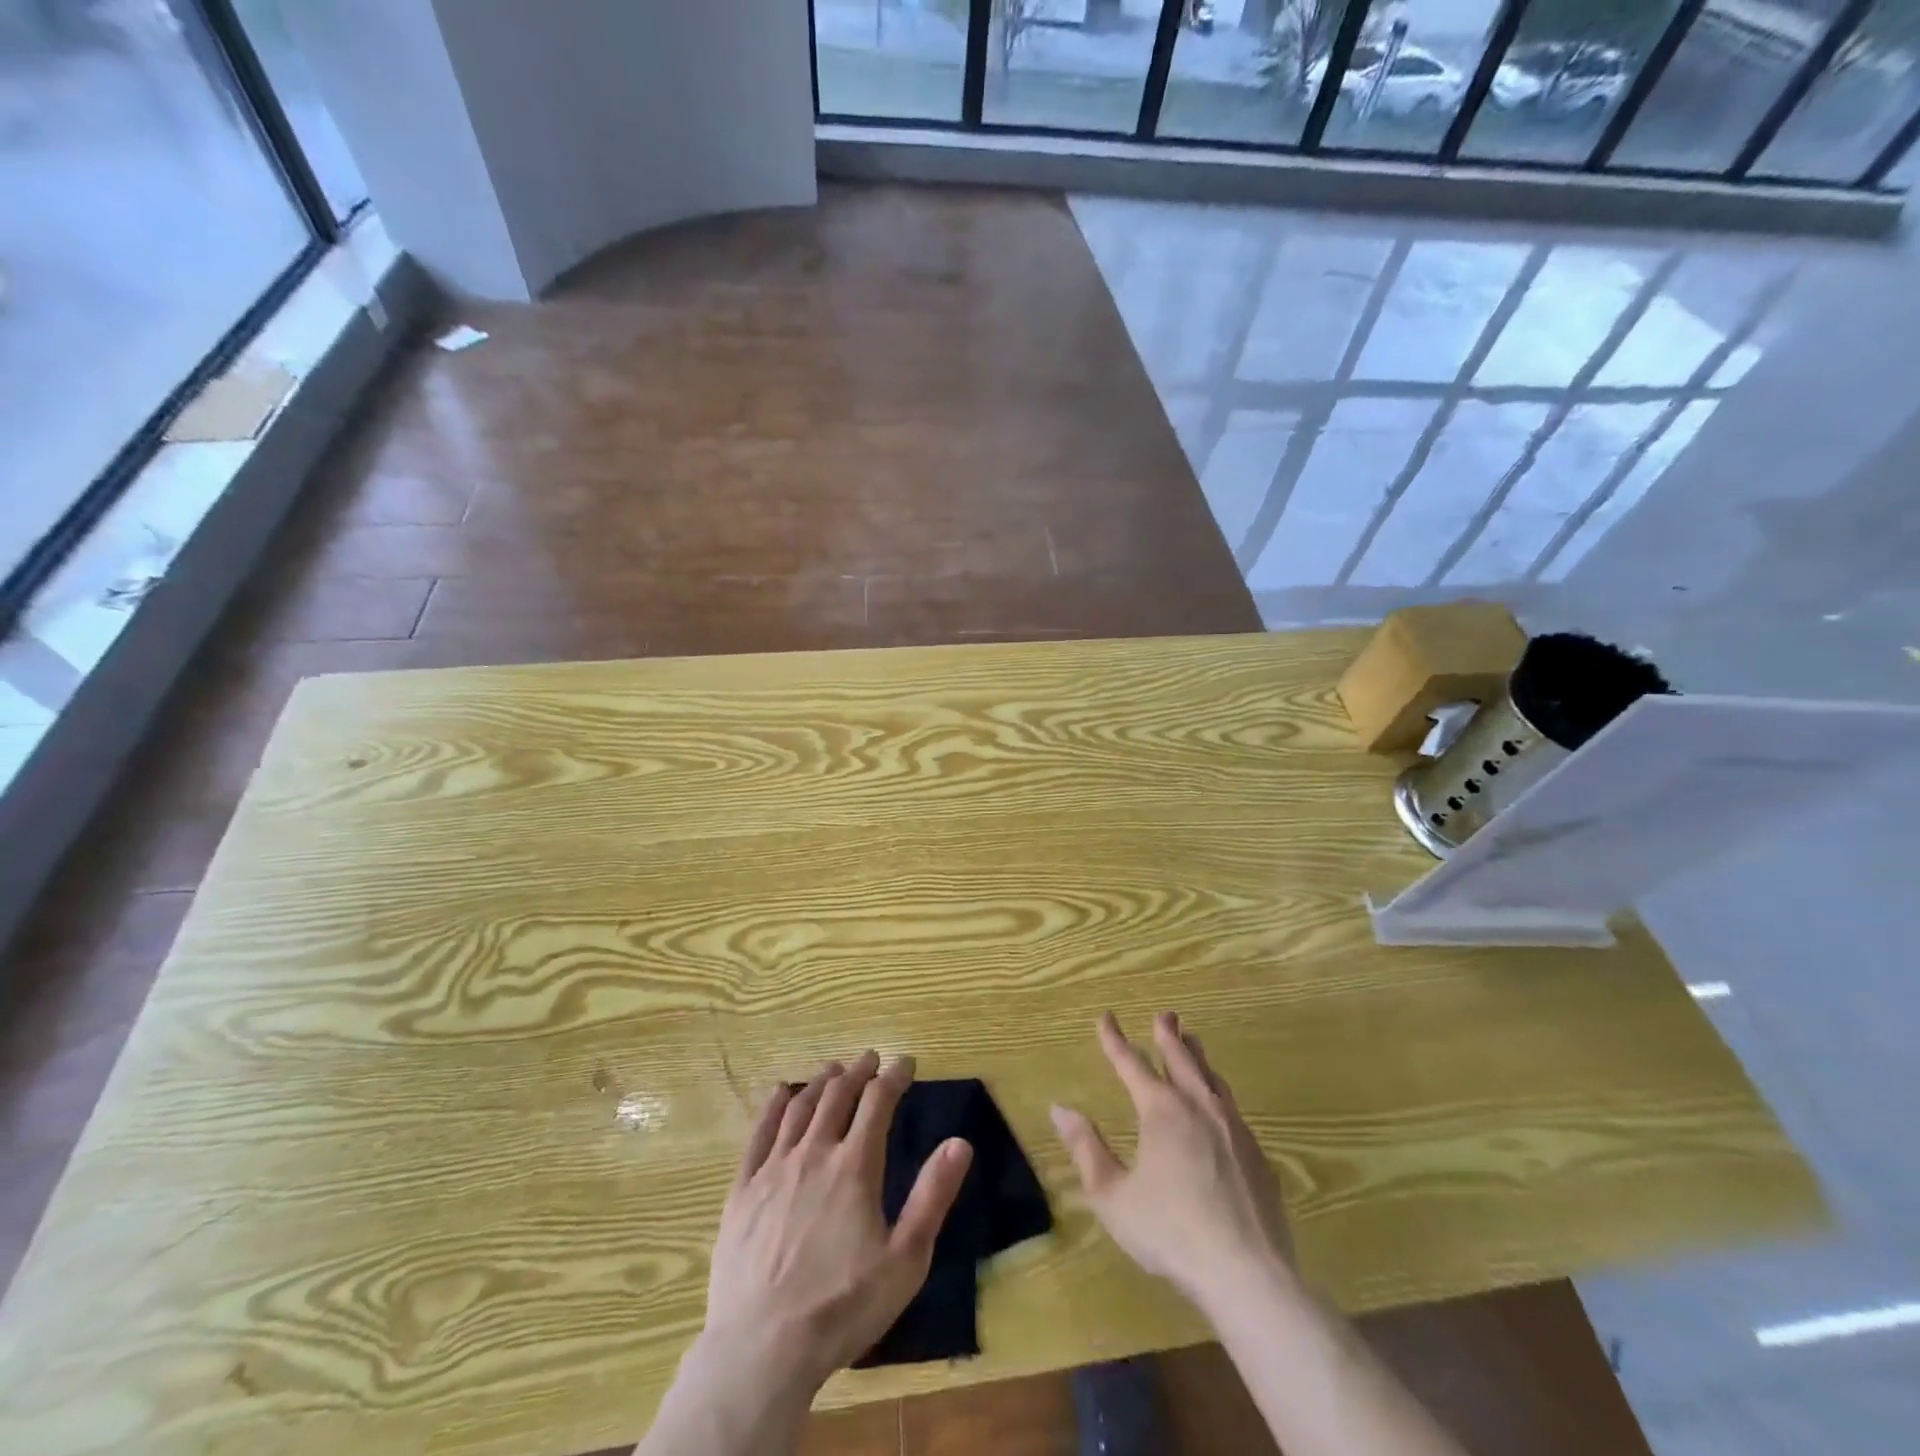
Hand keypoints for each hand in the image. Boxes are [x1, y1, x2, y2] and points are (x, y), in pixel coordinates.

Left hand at [703, 1050, 973, 1391]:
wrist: (762, 1349)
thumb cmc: (843, 1306)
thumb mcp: (905, 1259)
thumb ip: (933, 1196)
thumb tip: (960, 1142)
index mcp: (855, 1166)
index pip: (878, 1102)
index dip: (894, 1076)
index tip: (905, 1062)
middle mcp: (814, 1153)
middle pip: (838, 1096)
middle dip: (858, 1071)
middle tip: (870, 1058)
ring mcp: (774, 1169)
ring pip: (800, 1108)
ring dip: (820, 1082)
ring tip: (833, 1069)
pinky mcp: (742, 1190)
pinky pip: (759, 1134)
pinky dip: (774, 1107)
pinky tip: (781, 1093)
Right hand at [1050, 1011, 1292, 1314]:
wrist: (1247, 1274)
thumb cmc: (1170, 1232)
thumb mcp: (1113, 1196)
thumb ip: (1086, 1149)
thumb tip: (1060, 1109)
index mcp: (1161, 1110)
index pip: (1132, 1063)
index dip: (1115, 1040)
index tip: (1106, 1017)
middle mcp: (1198, 1107)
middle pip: (1182, 1059)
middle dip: (1169, 1034)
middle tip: (1165, 1014)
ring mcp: (1233, 1129)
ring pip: (1212, 1079)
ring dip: (1198, 1057)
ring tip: (1193, 1043)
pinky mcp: (1256, 1155)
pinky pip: (1232, 1108)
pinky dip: (1218, 1092)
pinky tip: (1219, 1105)